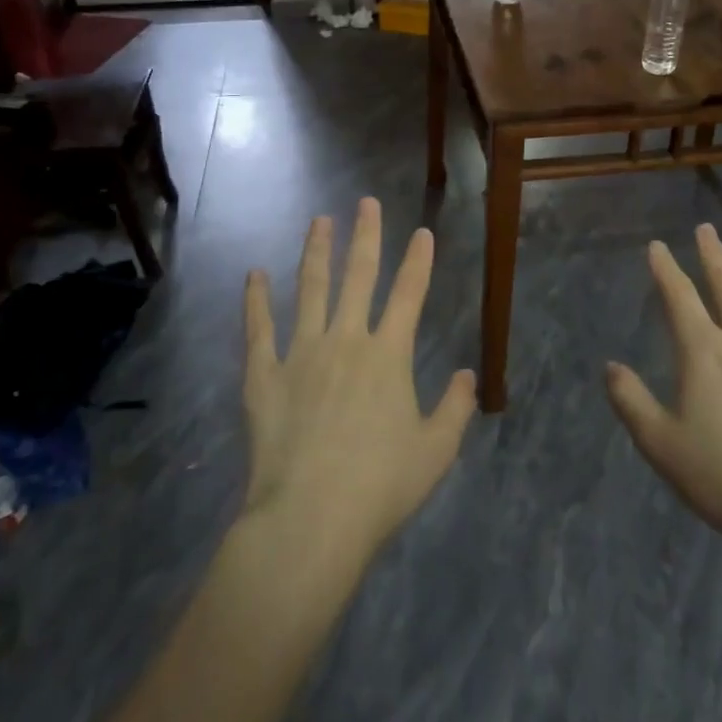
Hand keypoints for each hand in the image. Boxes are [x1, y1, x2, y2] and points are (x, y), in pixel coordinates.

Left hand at [241, 197, 474, 567]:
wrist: (310, 518)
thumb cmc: (381, 486)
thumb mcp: (436, 450)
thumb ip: (455, 407)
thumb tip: (467, 375)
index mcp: (389, 355)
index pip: (409, 294)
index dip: (418, 260)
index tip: (422, 232)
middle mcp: (346, 340)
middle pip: (358, 276)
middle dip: (365, 236)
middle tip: (365, 203)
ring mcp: (301, 353)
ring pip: (310, 289)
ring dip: (316, 252)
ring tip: (319, 221)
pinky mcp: (264, 375)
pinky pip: (259, 328)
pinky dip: (256, 299)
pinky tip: (254, 274)